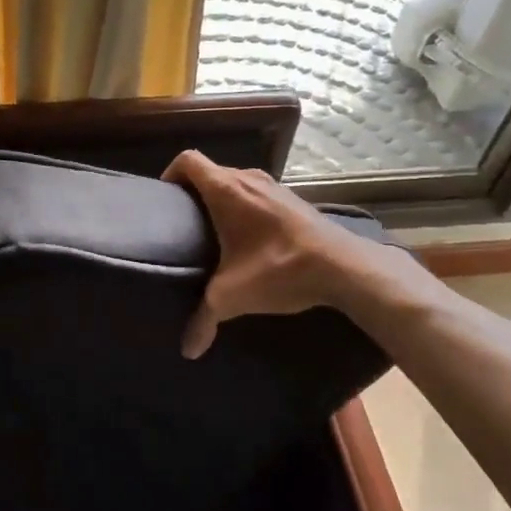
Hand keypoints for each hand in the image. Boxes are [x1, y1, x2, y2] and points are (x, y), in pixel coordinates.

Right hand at [162, 150, 364, 357]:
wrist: (344, 268)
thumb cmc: (278, 268)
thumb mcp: (233, 296)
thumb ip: (204, 319)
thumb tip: (188, 350)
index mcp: (226, 190)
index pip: (188, 160)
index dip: (171, 173)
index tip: (165, 199)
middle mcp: (248, 179)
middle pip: (211, 172)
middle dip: (194, 192)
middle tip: (184, 223)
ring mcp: (276, 187)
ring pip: (237, 183)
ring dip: (223, 200)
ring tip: (216, 233)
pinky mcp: (295, 200)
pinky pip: (259, 195)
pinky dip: (248, 208)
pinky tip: (252, 239)